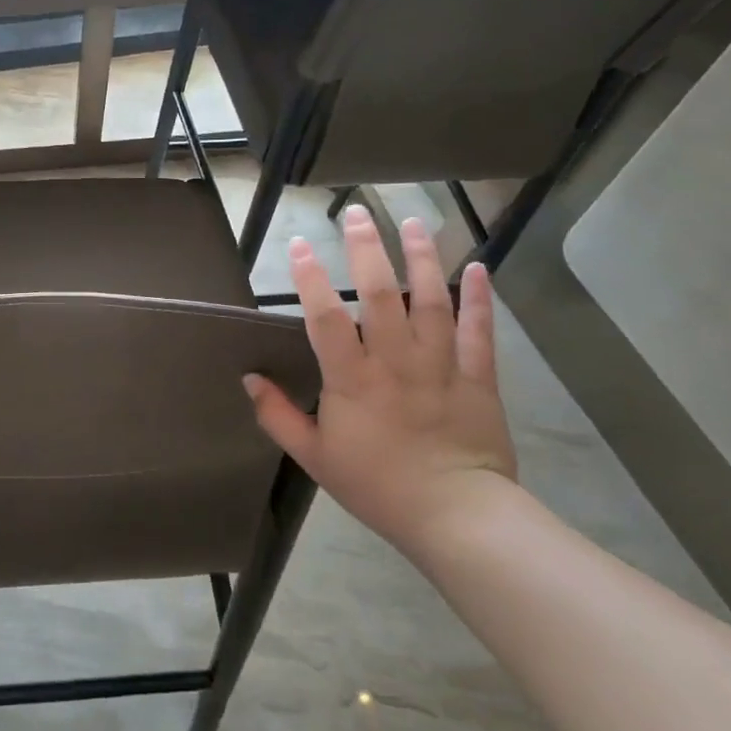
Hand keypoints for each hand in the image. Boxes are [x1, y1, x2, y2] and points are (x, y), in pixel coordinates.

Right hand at [243, 209, 516, 553]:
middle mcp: (395, 362)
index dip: (309, 277)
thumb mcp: (314, 456)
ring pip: (432, 302)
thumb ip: (278, 415)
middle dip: (367, 249)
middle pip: (381, 295)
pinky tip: (479, 267)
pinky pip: (480, 333)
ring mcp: (441, 366)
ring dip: (423, 259)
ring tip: (413, 222)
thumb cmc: (376, 485)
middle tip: (356, 213)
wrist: (455, 517)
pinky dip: (481, 299)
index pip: (325, 317)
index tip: (296, 245)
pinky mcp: (478, 379)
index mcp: (352, 380)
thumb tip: (249, 379)